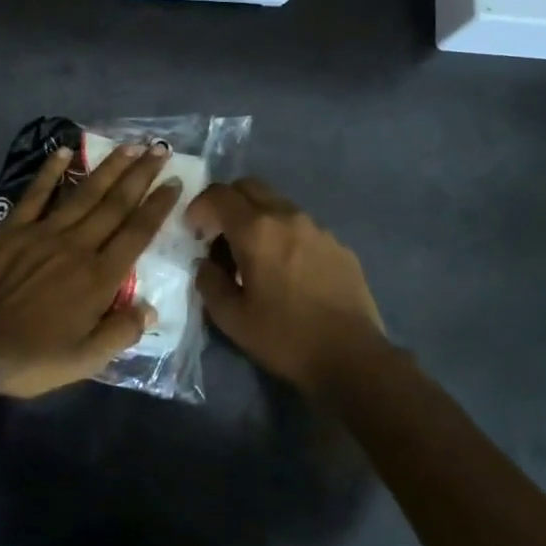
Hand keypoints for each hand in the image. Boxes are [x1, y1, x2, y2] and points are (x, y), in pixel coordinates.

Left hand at [0, 140, 182, 398]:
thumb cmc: (30, 358)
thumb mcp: (84, 361)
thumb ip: (121, 333)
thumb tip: (152, 309)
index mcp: (99, 278)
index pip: (137, 233)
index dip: (158, 206)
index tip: (175, 182)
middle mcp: (77, 246)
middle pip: (116, 205)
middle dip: (140, 175)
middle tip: (159, 149)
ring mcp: (43, 233)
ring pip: (84, 193)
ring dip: (108, 167)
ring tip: (129, 145)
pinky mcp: (12, 229)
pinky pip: (36, 194)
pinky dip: (50, 171)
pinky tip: (64, 151)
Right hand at [187, 179, 389, 396]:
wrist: (352, 357)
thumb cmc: (284, 338)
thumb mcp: (231, 318)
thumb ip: (209, 282)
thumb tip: (206, 262)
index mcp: (257, 230)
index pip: (219, 195)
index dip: (199, 206)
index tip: (193, 231)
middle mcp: (288, 217)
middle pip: (249, 187)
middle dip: (227, 203)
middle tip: (218, 234)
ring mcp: (318, 228)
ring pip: (277, 204)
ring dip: (256, 218)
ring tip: (253, 255)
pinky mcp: (338, 244)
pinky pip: (301, 226)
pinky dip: (283, 234)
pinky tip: (286, 269)